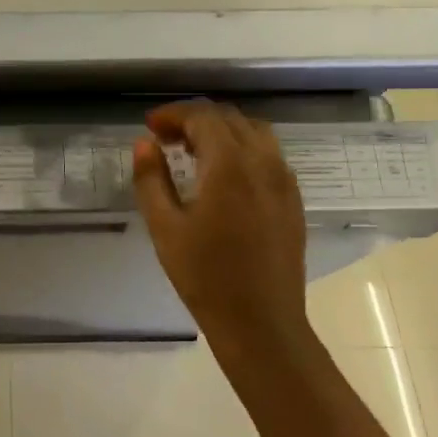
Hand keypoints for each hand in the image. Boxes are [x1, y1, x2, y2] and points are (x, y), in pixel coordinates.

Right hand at [133, 101, 315, 371]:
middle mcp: (263, 162)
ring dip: (221, 132)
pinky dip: (242, 149)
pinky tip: (222, 176)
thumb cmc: (205, 276)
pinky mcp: (293, 199)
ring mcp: (284, 180)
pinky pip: (269, 155)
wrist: (261, 322)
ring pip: (254, 132)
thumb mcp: (164, 227)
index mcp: (230, 165)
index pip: (203, 117)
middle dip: (195, 120)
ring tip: (193, 153)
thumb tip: (144, 144)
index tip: (150, 127)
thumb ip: (151, 179)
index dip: (173, 114)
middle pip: (230, 118)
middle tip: (165, 139)